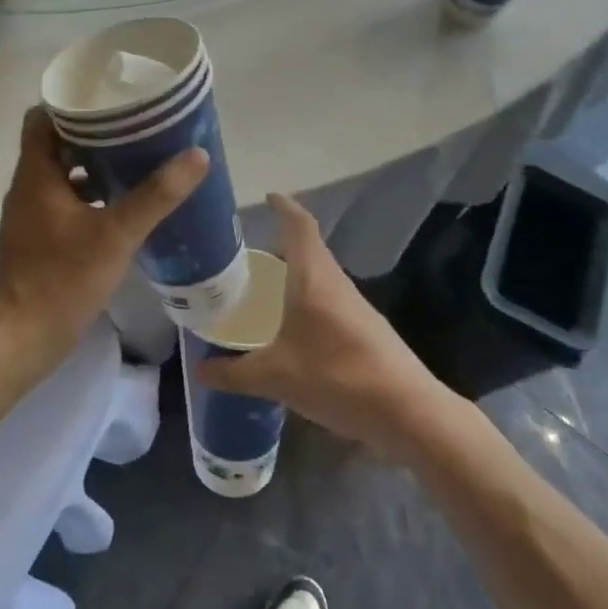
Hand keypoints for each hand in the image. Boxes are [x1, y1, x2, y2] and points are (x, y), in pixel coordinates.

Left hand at [0, 107, 207, 388]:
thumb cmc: (60, 279)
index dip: (73, 102)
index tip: (110, 96)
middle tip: (137, 125)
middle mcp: (29, 187)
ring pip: (64, 175)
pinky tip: (125, 205)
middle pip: (57, 143)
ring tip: (138, 158)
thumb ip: (155, 195)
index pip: (42, 116)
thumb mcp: (115, 234)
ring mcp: (32, 215)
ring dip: (95, 165)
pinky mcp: (40, 240)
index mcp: (36, 173)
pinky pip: (67, 202)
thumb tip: (196, 155)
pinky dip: (92, 196)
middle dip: (95, 132)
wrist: (19, 341)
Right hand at [198, 193, 447, 459]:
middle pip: (309, 249)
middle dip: (281, 245)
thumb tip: (200, 371)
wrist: (407, 412)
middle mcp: (336, 283)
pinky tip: (292, 329)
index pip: (300, 225)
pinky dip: (308, 301)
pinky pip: (329, 301)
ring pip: (320, 277)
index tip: (268, 196)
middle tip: (247, 255)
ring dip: (295, 275)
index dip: (284, 206)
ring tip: (263, 290)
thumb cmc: (336, 377)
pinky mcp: (366, 330)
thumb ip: (233, 374)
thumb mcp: (275, 377)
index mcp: (313, 277)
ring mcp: (356, 306)